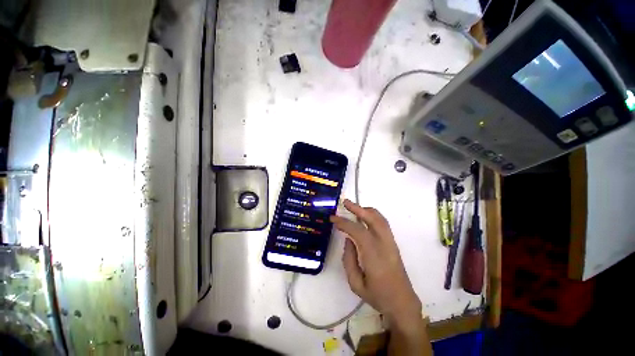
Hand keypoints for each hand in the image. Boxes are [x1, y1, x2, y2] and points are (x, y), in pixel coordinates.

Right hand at [330, 199, 421, 328]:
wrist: (402, 302)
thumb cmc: (377, 295)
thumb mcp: (355, 283)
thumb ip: (349, 259)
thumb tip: (348, 239)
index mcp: (374, 256)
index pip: (357, 231)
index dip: (344, 222)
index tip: (333, 218)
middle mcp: (384, 244)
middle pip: (372, 219)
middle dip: (357, 208)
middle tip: (345, 202)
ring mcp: (391, 242)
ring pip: (380, 218)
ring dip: (366, 210)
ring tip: (353, 208)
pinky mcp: (393, 243)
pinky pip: (383, 223)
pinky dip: (372, 215)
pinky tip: (364, 217)